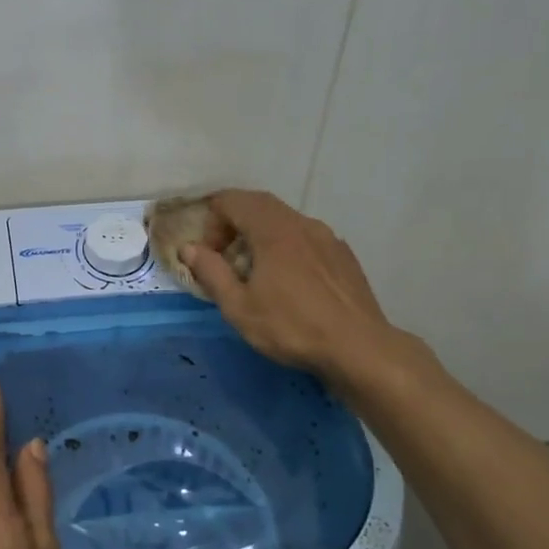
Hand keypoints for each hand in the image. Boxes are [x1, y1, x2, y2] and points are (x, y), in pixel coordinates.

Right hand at [181, 189, 404, 386]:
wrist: (359, 348)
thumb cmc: (292, 327)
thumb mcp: (239, 307)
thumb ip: (210, 272)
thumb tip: (189, 247)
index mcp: (273, 230)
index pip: (232, 200)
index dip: (212, 220)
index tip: (209, 254)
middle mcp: (301, 223)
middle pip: (259, 204)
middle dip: (234, 222)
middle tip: (225, 256)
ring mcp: (327, 237)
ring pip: (285, 219)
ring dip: (261, 234)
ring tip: (256, 271)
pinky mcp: (343, 255)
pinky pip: (306, 237)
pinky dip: (287, 246)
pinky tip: (290, 281)